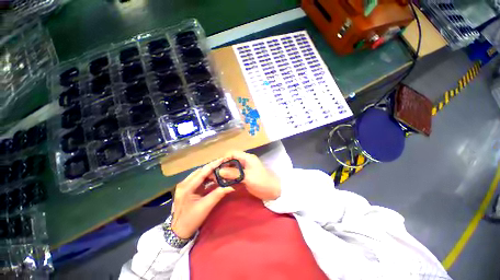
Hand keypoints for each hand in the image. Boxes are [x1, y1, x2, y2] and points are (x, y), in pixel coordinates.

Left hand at [171, 159, 234, 238]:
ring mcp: (184, 186)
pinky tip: (214, 178)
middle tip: (224, 165)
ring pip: (199, 174)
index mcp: (186, 187)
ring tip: (220, 171)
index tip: (223, 159)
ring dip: (210, 172)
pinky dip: (207, 178)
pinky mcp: (187, 189)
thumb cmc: (191, 220)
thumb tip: (231, 187)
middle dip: (212, 168)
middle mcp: (184, 183)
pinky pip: (198, 179)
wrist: (178, 231)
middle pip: (200, 171)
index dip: (213, 165)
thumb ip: (218, 194)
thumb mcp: (205, 207)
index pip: (202, 172)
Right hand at [218, 151, 280, 200]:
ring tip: (218, 180)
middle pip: (231, 161)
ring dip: (226, 174)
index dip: (225, 158)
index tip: (218, 167)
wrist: (273, 191)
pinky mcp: (245, 177)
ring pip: (232, 169)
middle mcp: (245, 162)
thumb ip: (234, 173)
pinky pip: (235, 175)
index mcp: (247, 158)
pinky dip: (230, 179)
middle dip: (224, 167)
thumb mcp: (247, 177)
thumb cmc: (262, 181)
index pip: (233, 153)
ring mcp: (245, 170)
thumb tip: (220, 171)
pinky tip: (225, 184)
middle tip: (216, 175)